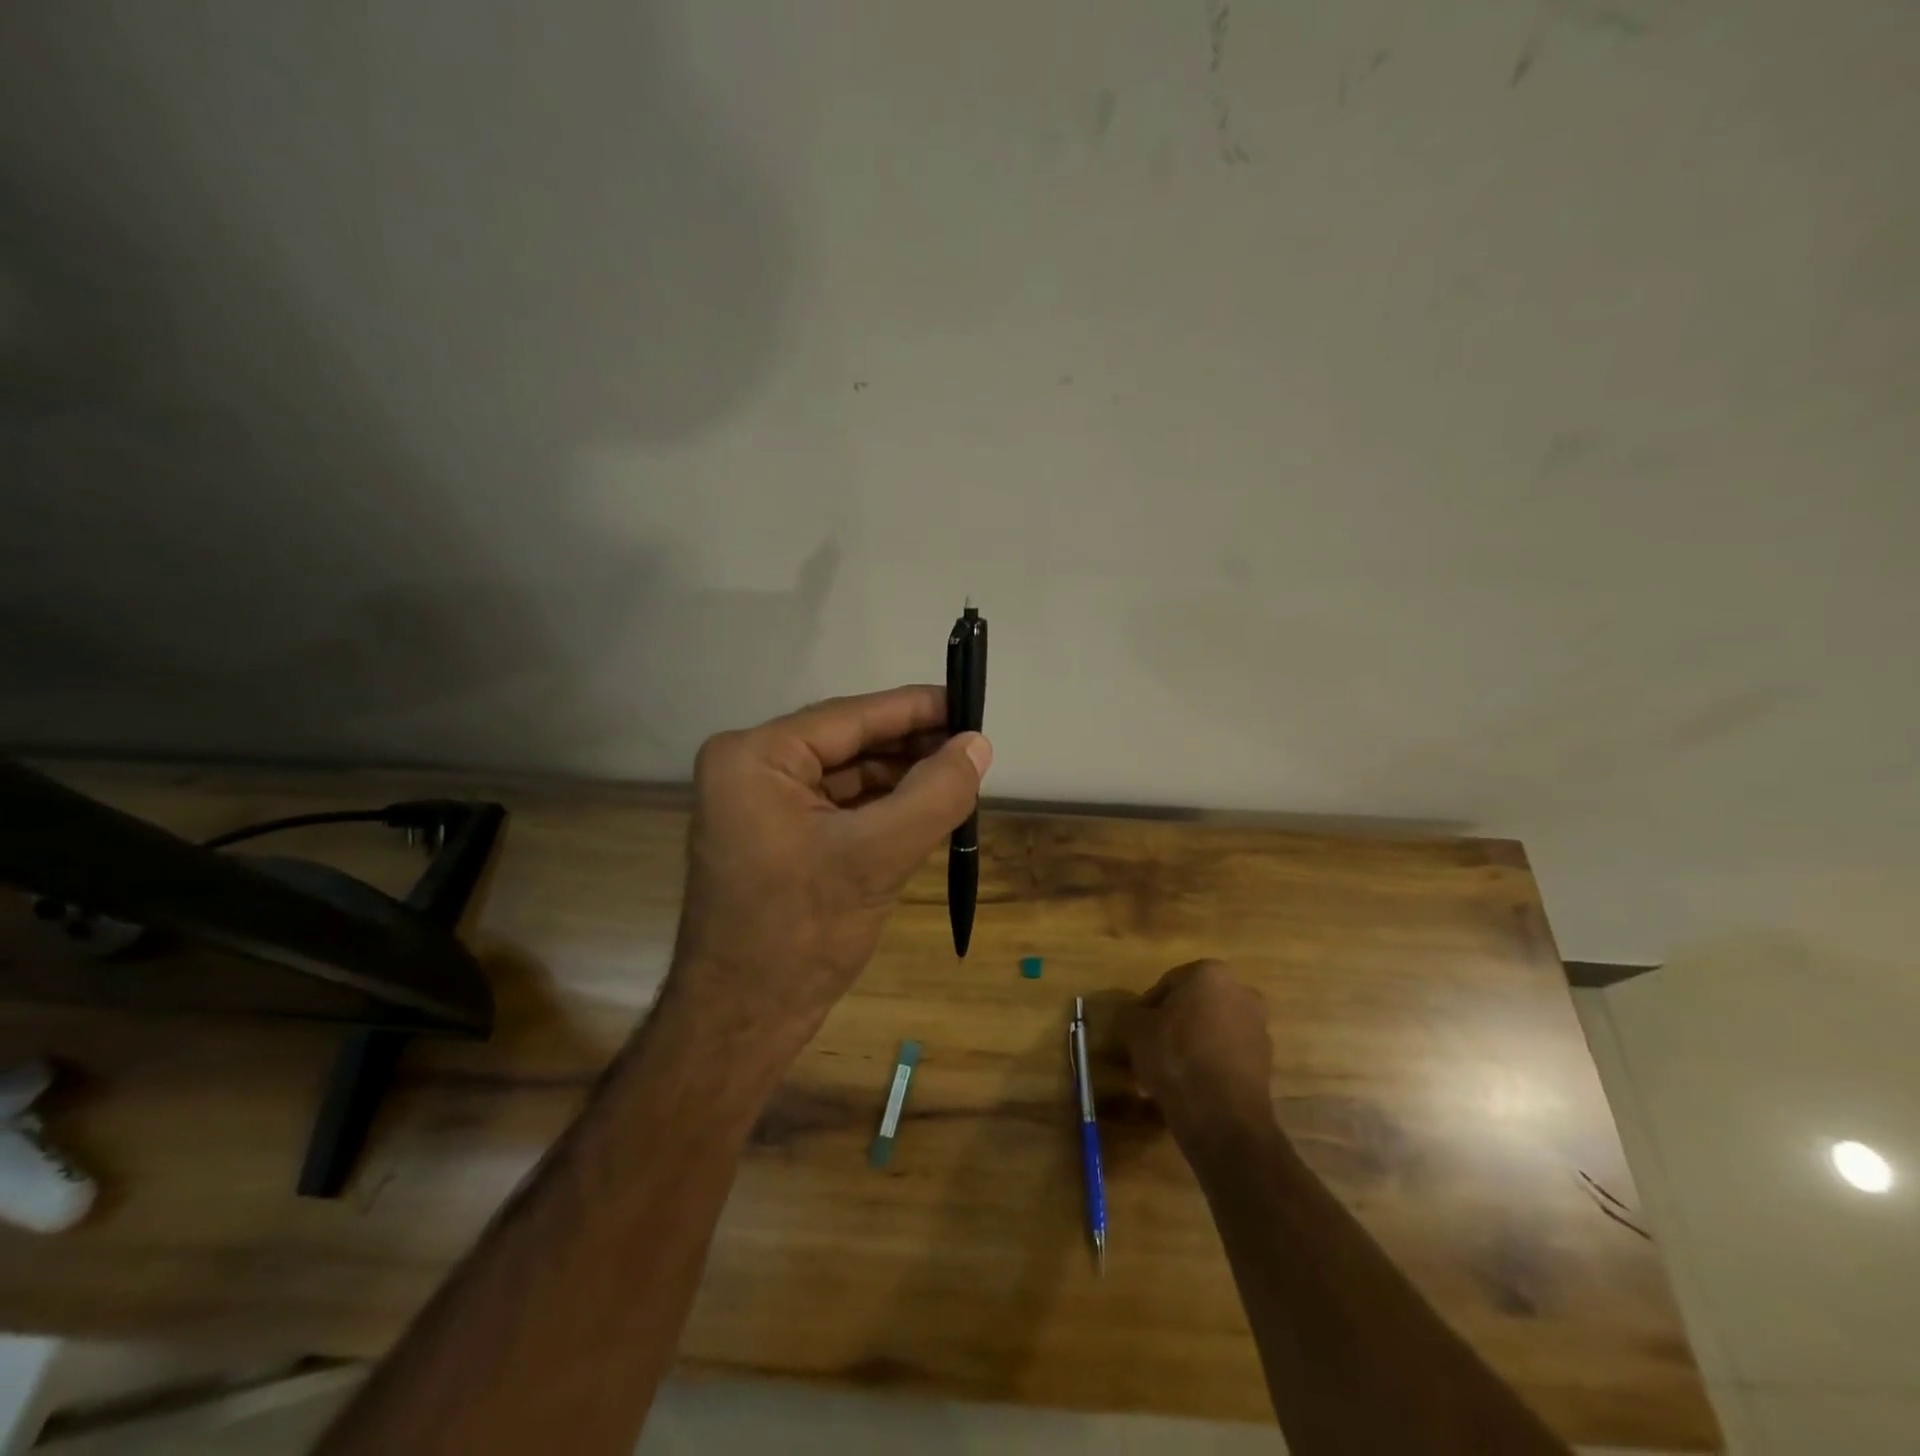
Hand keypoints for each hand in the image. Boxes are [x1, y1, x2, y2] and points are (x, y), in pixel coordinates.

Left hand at [667, 685, 991, 1047]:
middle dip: (910, 747)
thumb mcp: (876, 856)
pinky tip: (925, 808)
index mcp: (756, 757)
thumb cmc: (800, 933)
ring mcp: (761, 805)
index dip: (915, 708)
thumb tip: (978, 744)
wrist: (742, 1022)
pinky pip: (839, 808)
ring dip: (901, 778)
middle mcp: (752, 769)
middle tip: (973, 747)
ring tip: (959, 777)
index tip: (968, 703)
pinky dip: (882, 807)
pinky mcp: (777, 837)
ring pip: (848, 777)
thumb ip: (934, 794)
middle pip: (848, 744)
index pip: (850, 717)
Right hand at [1117, 961, 1274, 1139]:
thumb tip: (1133, 1015)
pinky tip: (1188, 1089)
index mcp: (1211, 974)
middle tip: (1149, 1052)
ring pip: (1210, 1033)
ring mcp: (1258, 1028)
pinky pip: (1225, 1057)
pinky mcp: (1265, 1063)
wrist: (1221, 1115)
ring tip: (1164, 1077)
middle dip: (1171, 1028)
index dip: (1147, 1008)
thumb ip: (1130, 1014)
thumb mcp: (1135, 1029)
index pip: (1168, 984)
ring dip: (1189, 1048)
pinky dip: (1208, 1066)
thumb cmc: (1175, 1055)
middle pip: (1193, 1008)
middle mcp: (1241, 993)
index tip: (1135, 1031)